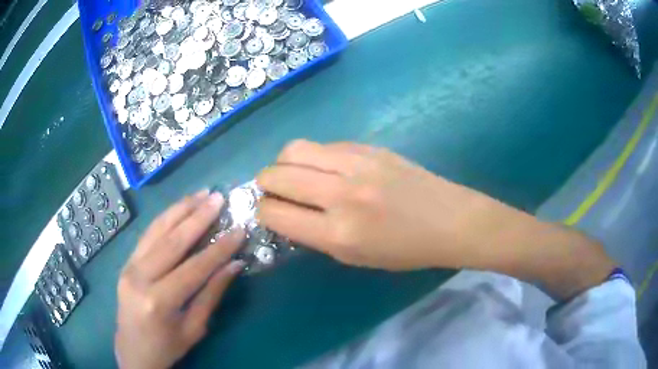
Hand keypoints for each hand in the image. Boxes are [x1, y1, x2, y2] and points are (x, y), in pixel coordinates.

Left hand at [115, 190, 244, 368]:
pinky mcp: (126, 262)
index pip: (194, 268)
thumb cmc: (167, 346)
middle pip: (172, 241)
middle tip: (218, 198)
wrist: (133, 350)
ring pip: (157, 230)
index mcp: (159, 301)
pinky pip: (147, 235)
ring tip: (200, 194)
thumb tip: (234, 265)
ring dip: (180, 209)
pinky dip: (165, 218)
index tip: (239, 229)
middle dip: (198, 217)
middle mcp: (140, 278)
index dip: (219, 248)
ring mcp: (129, 266)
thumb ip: (212, 294)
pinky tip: (179, 208)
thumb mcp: (195, 328)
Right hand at [256, 140, 511, 270]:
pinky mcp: (368, 147)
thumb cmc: (404, 250)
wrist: (449, 220)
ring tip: (292, 174)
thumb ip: (315, 235)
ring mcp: (356, 164)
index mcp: (337, 233)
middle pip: (276, 175)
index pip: (274, 213)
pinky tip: (323, 167)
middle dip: (264, 184)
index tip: (268, 212)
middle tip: (273, 191)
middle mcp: (341, 194)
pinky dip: (312, 156)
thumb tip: (285, 212)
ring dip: (283, 163)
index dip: (263, 212)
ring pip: (293, 149)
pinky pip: (323, 145)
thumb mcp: (354, 257)